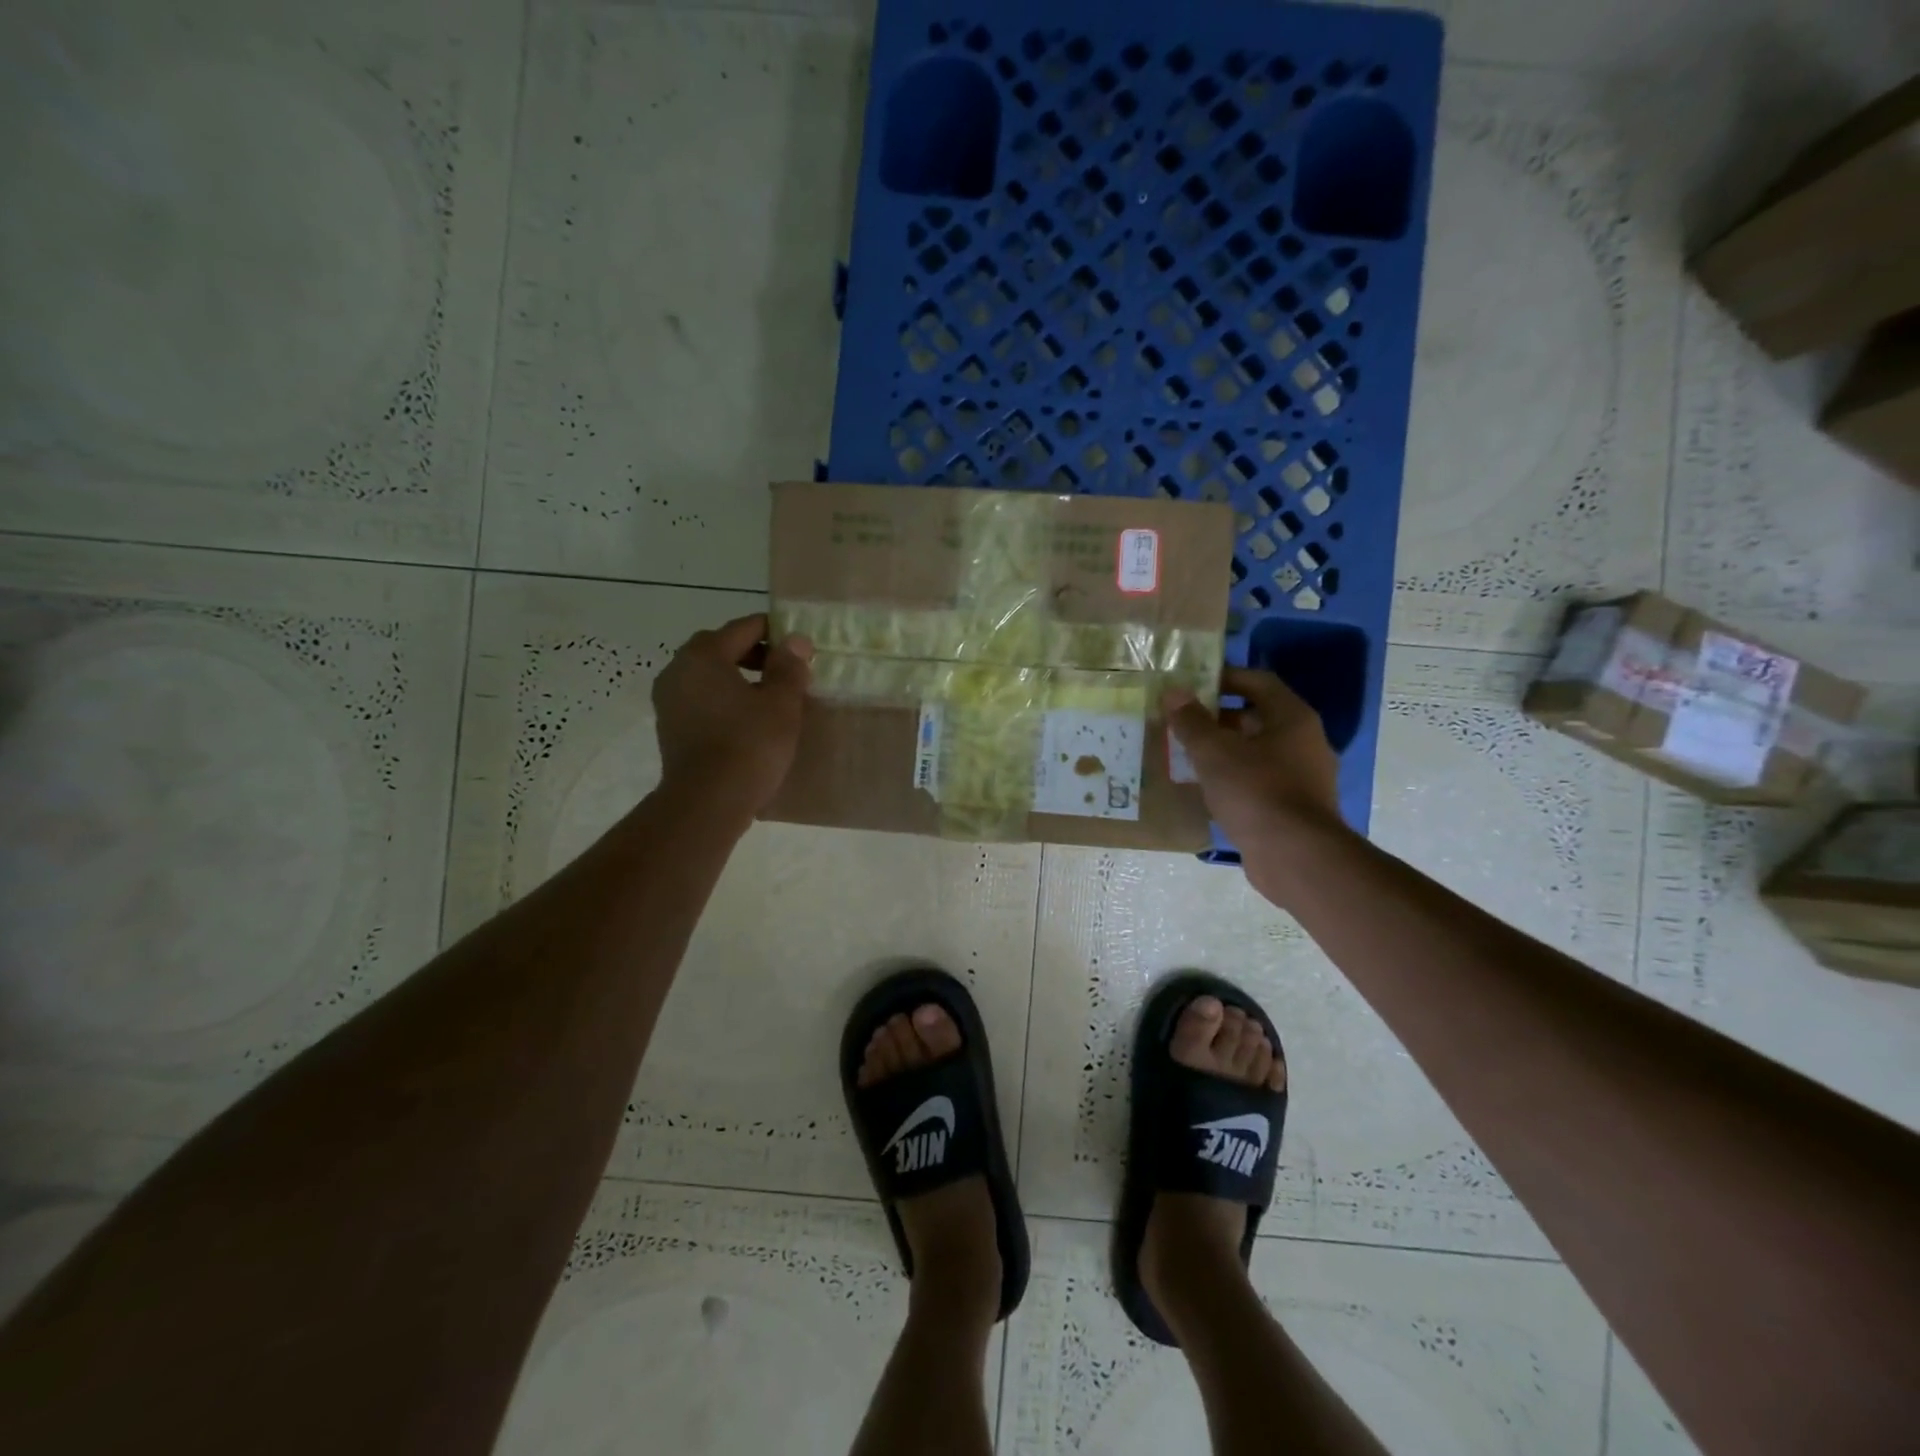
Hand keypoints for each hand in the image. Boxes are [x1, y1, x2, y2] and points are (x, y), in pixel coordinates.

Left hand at [652, 614, 812, 815]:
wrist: (707, 803)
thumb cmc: (749, 745)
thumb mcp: (781, 703)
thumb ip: (788, 666)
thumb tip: (794, 640)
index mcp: (703, 655)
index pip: (744, 628)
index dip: (776, 632)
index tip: (800, 646)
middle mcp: (678, 670)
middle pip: (721, 648)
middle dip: (754, 654)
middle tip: (786, 670)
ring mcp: (669, 701)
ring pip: (709, 676)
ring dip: (738, 678)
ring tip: (770, 697)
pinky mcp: (670, 728)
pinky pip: (701, 700)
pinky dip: (724, 700)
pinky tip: (748, 720)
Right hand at [1164, 669, 1350, 901]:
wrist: (1295, 857)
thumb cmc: (1256, 791)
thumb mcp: (1214, 752)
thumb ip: (1192, 721)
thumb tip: (1174, 692)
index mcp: (1292, 718)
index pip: (1257, 681)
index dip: (1224, 677)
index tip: (1191, 682)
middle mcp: (1303, 741)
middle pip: (1256, 717)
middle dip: (1217, 717)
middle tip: (1180, 720)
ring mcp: (1301, 777)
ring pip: (1255, 752)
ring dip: (1222, 750)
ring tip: (1184, 753)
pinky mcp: (1292, 807)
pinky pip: (1257, 781)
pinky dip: (1231, 778)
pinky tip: (1204, 788)